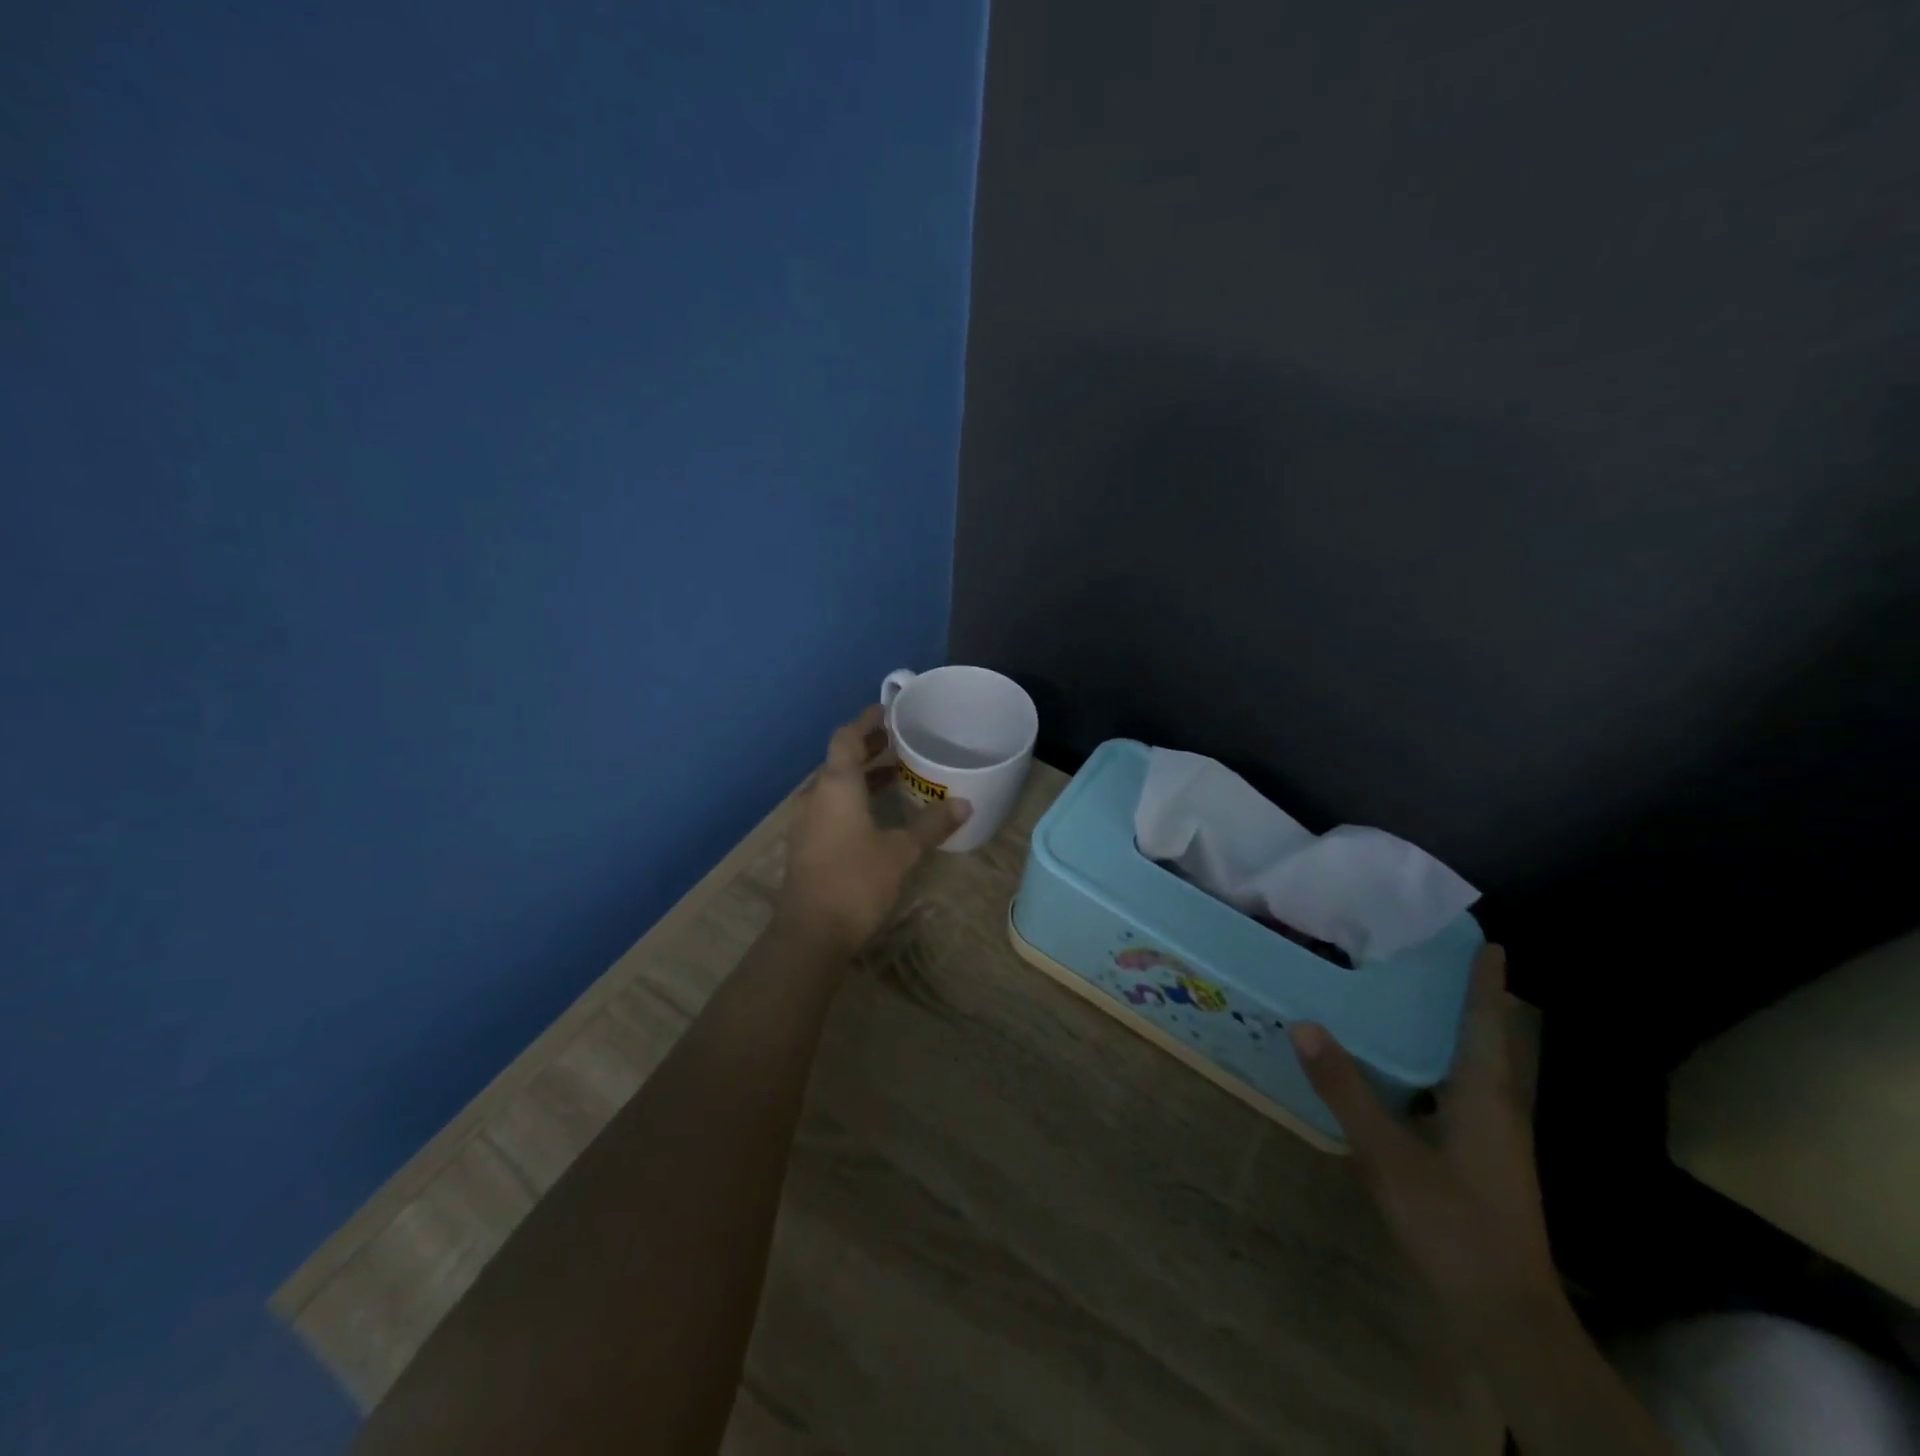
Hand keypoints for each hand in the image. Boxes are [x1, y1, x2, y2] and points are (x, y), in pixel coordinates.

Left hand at [774, 705, 971, 958]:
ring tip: (896, 773)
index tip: (889, 709)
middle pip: (840, 759)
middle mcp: (816, 795)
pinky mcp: (805, 843)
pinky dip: (853, 797)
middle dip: (869, 747)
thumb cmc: (856, 882)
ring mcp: (806, 821)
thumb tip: (963, 804)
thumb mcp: (901, 852)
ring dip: (862, 775)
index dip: (867, 720)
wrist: (810, 933)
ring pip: (835, 784)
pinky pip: (830, 806)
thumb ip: (931, 825)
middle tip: (901, 740)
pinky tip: (876, 812)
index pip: (847, 737)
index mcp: (836, 786)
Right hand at [1290, 946, 1558, 1324]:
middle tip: (1432, 956)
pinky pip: (1459, 1091)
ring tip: (1414, 997)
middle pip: (1486, 1040)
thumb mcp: (1388, 1154)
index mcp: (1485, 1098)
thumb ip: (1345, 1088)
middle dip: (1467, 997)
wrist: (1504, 1313)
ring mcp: (1493, 1138)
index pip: (1487, 1025)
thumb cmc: (1452, 1223)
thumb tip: (1304, 1023)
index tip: (1487, 942)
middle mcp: (1497, 1109)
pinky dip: (1437, 1064)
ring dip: (1452, 1030)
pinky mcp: (1482, 1158)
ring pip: (1473, 1067)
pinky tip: (1405, 1067)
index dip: (1486, 983)